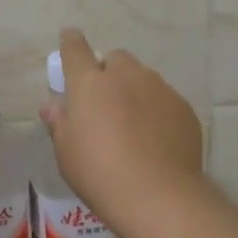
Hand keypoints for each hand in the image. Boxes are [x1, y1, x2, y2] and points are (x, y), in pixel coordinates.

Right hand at [40, 29, 203, 225]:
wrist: (158, 197)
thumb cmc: (99, 173)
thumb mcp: (66, 152)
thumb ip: (59, 122)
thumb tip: (54, 105)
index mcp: (90, 83)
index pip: (75, 48)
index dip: (71, 42)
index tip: (69, 40)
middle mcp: (126, 76)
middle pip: (115, 59)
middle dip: (109, 72)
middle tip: (105, 101)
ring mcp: (158, 89)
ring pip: (143, 77)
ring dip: (134, 89)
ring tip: (134, 123)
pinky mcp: (183, 107)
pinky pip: (165, 99)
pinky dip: (157, 110)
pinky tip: (156, 138)